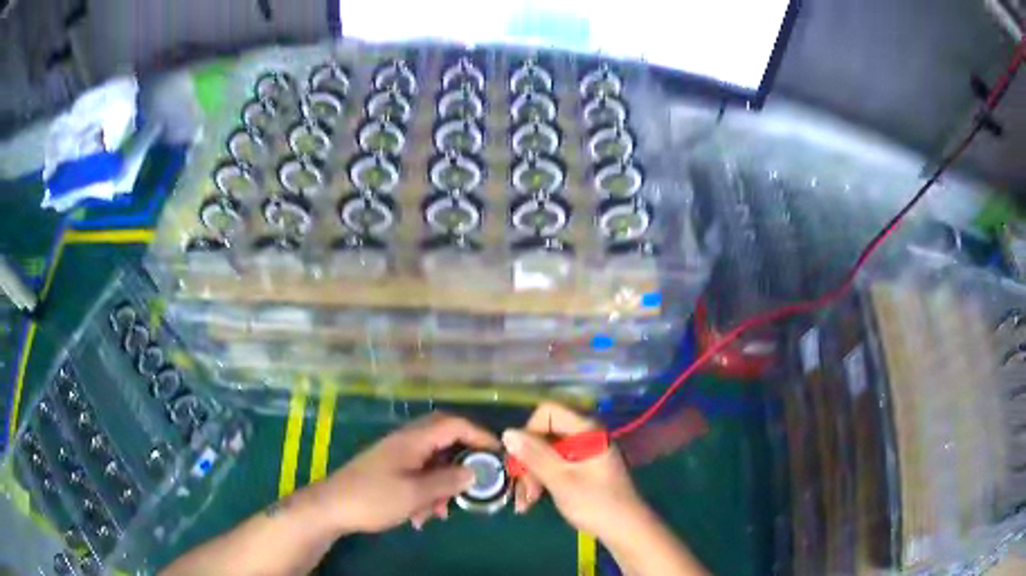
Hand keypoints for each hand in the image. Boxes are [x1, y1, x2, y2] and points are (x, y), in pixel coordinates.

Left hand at [311, 412, 499, 533]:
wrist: (332, 507)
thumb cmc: (374, 498)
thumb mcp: (415, 493)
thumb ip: (447, 481)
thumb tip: (474, 472)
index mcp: (413, 440)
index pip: (454, 425)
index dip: (479, 435)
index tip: (498, 454)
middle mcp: (406, 442)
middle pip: (444, 440)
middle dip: (463, 461)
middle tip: (476, 480)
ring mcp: (396, 456)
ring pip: (432, 462)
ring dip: (442, 483)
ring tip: (442, 511)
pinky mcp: (389, 470)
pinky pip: (418, 475)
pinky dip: (427, 491)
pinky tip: (422, 516)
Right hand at [502, 403, 646, 542]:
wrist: (625, 529)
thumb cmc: (595, 503)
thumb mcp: (561, 479)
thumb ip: (534, 455)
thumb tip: (507, 432)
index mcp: (586, 430)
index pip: (548, 412)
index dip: (529, 433)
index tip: (520, 460)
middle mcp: (586, 435)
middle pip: (545, 435)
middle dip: (528, 462)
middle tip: (521, 491)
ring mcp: (586, 453)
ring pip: (547, 453)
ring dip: (532, 476)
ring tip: (525, 503)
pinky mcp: (584, 469)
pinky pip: (556, 466)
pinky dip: (542, 481)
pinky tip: (532, 502)